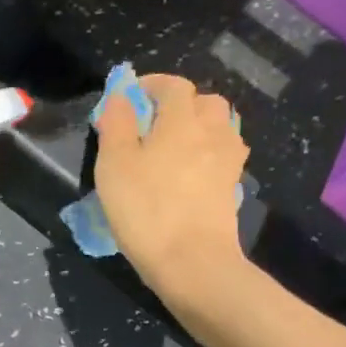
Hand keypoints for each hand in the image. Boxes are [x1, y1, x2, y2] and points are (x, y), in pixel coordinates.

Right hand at [94, 73, 248, 288]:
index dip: (151, 85)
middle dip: (181, 104)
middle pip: (205, 102)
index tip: (129, 98)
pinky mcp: (231, 189)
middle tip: (154, 123)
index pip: (173, 85)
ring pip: (220, 128)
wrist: (191, 261)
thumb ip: (116, 124)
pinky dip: (208, 154)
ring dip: (199, 128)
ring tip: (174, 147)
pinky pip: (223, 157)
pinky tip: (191, 173)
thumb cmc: (145, 209)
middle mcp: (212, 132)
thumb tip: (120, 98)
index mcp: (181, 120)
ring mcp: (228, 162)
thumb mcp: (114, 164)